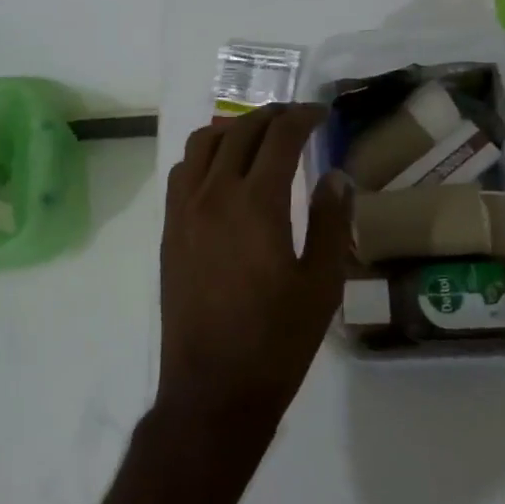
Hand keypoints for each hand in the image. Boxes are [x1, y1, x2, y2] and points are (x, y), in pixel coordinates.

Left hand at [155, 104, 352, 439]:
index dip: (304, 117)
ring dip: (235, 129)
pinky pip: (183, 172)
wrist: (213, 389)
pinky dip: (206, 154)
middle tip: (298, 118)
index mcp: (257, 203)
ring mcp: (185, 210)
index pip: (280, 137)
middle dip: (272, 115)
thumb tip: (335, 176)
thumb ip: (330, 222)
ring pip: (204, 144)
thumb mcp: (322, 284)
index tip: (322, 114)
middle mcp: (215, 194)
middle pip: (241, 131)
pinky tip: (223, 171)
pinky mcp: (170, 230)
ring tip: (259, 135)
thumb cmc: (277, 340)